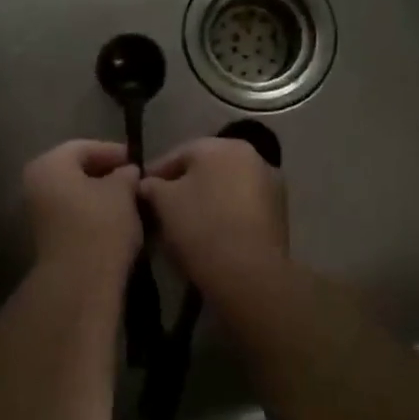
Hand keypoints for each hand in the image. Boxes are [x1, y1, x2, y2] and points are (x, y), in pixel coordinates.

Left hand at [22, 140, 141, 273]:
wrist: (80, 282)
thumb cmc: (101, 225)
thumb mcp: (122, 191)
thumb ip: (125, 174)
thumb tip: (127, 171)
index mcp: (49, 164)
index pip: (84, 147)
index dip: (113, 151)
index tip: (137, 161)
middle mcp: (36, 183)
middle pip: (76, 170)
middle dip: (106, 173)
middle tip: (134, 180)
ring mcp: (37, 212)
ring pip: (74, 193)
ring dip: (100, 194)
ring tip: (130, 200)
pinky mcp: (46, 236)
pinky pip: (72, 213)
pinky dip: (92, 212)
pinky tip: (117, 219)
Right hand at [139, 138, 287, 294]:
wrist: (249, 274)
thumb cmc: (200, 227)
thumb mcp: (163, 202)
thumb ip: (151, 186)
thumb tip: (147, 184)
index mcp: (221, 146)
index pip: (178, 154)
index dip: (155, 174)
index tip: (139, 193)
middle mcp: (250, 155)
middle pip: (205, 168)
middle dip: (183, 186)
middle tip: (161, 209)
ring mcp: (270, 183)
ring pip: (226, 187)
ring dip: (206, 199)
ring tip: (184, 224)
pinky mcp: (279, 212)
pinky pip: (242, 206)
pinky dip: (226, 213)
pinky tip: (211, 234)